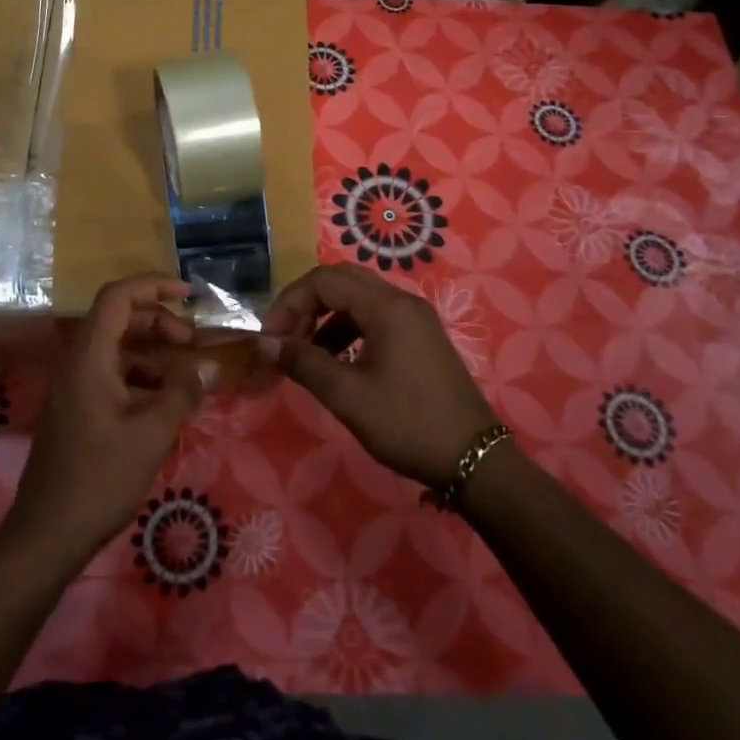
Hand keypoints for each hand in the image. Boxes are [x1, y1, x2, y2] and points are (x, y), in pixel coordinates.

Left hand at [1, 276, 215, 567]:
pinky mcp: (77, 409)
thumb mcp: (152, 433)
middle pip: (119, 319)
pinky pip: (112, 375)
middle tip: (193, 344)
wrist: (47, 535)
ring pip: (118, 349)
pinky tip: (165, 403)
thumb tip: (211, 363)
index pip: (118, 297)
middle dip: (160, 323)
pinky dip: (141, 378)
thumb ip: (183, 391)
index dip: (154, 285)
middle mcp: (77, 363)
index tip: (191, 294)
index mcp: (89, 357)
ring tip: (186, 376)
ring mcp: (74, 387)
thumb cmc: (100, 478)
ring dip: (153, 353)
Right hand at [259, 264, 499, 487]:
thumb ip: (303, 363)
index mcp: (386, 307)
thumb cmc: (408, 423)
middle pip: (342, 280)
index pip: (324, 280)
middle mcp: (402, 301)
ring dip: (326, 317)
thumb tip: (264, 343)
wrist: (475, 459)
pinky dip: (348, 330)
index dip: (290, 303)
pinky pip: (375, 317)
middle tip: (285, 338)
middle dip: (306, 304)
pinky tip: (336, 361)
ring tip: (306, 355)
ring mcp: (415, 318)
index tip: (271, 339)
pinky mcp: (420, 337)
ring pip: (358, 299)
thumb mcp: (348, 396)